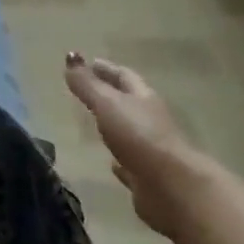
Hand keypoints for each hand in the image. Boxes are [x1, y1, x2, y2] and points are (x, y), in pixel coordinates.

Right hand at [63, 53, 205, 238]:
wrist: (172, 187)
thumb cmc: (139, 136)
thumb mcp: (108, 104)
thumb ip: (87, 84)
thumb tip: (71, 56)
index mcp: (143, 98)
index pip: (124, 76)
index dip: (106, 68)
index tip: (88, 62)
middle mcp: (150, 120)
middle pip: (128, 102)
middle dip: (109, 94)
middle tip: (85, 90)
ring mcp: (150, 149)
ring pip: (128, 131)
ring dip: (113, 126)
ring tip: (92, 122)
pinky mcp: (146, 176)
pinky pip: (129, 162)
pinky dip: (118, 160)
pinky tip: (109, 163)